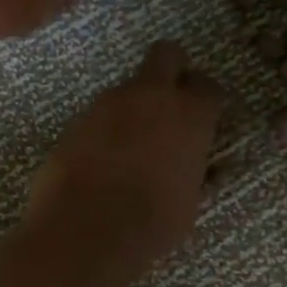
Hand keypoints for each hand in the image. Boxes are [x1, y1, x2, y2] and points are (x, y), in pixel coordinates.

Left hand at [27, 41, 223, 272]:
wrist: (85, 231)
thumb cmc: (152, 223)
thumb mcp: (190, 202)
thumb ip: (199, 174)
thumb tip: (210, 170)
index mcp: (189, 115)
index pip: (208, 86)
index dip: (206, 101)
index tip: (204, 120)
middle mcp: (150, 96)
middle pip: (166, 55)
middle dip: (172, 70)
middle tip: (170, 102)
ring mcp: (108, 103)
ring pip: (128, 88)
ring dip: (134, 106)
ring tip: (131, 147)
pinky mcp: (76, 119)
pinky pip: (99, 114)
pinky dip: (105, 128)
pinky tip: (103, 160)